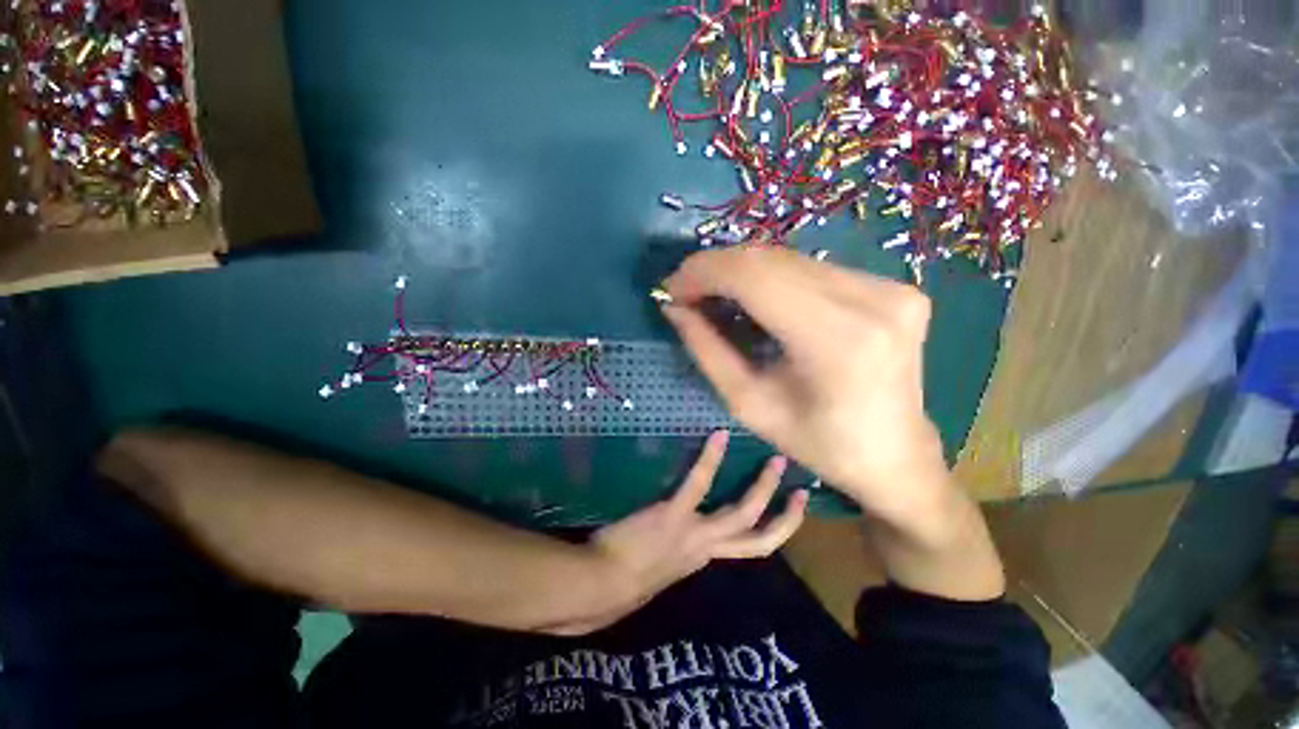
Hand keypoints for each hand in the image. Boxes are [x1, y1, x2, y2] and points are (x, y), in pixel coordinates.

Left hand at [554, 430, 806, 633]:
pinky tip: (719, 436)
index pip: (749, 549)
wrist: (599, 587)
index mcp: (704, 559)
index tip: (784, 513)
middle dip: (784, 516)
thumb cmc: (622, 580)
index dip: (771, 532)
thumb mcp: (659, 569)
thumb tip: (679, 534)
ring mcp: (694, 533)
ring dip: (764, 488)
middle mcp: (707, 549)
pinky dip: (711, 459)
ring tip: (775, 460)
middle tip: (800, 488)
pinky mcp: (674, 515)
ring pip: (743, 513)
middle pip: (759, 537)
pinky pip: (699, 483)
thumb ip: (674, 550)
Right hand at [660, 245, 950, 522]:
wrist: (895, 455)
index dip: (704, 272)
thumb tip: (674, 308)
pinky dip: (772, 278)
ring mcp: (890, 287)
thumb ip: (707, 350)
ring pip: (790, 259)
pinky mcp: (894, 285)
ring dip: (741, 272)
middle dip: (717, 268)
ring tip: (712, 294)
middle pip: (771, 260)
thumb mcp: (748, 404)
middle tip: (686, 290)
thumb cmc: (818, 444)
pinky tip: (754, 298)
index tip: (672, 287)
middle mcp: (872, 300)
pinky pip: (812, 269)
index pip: (755, 277)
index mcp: (836, 340)